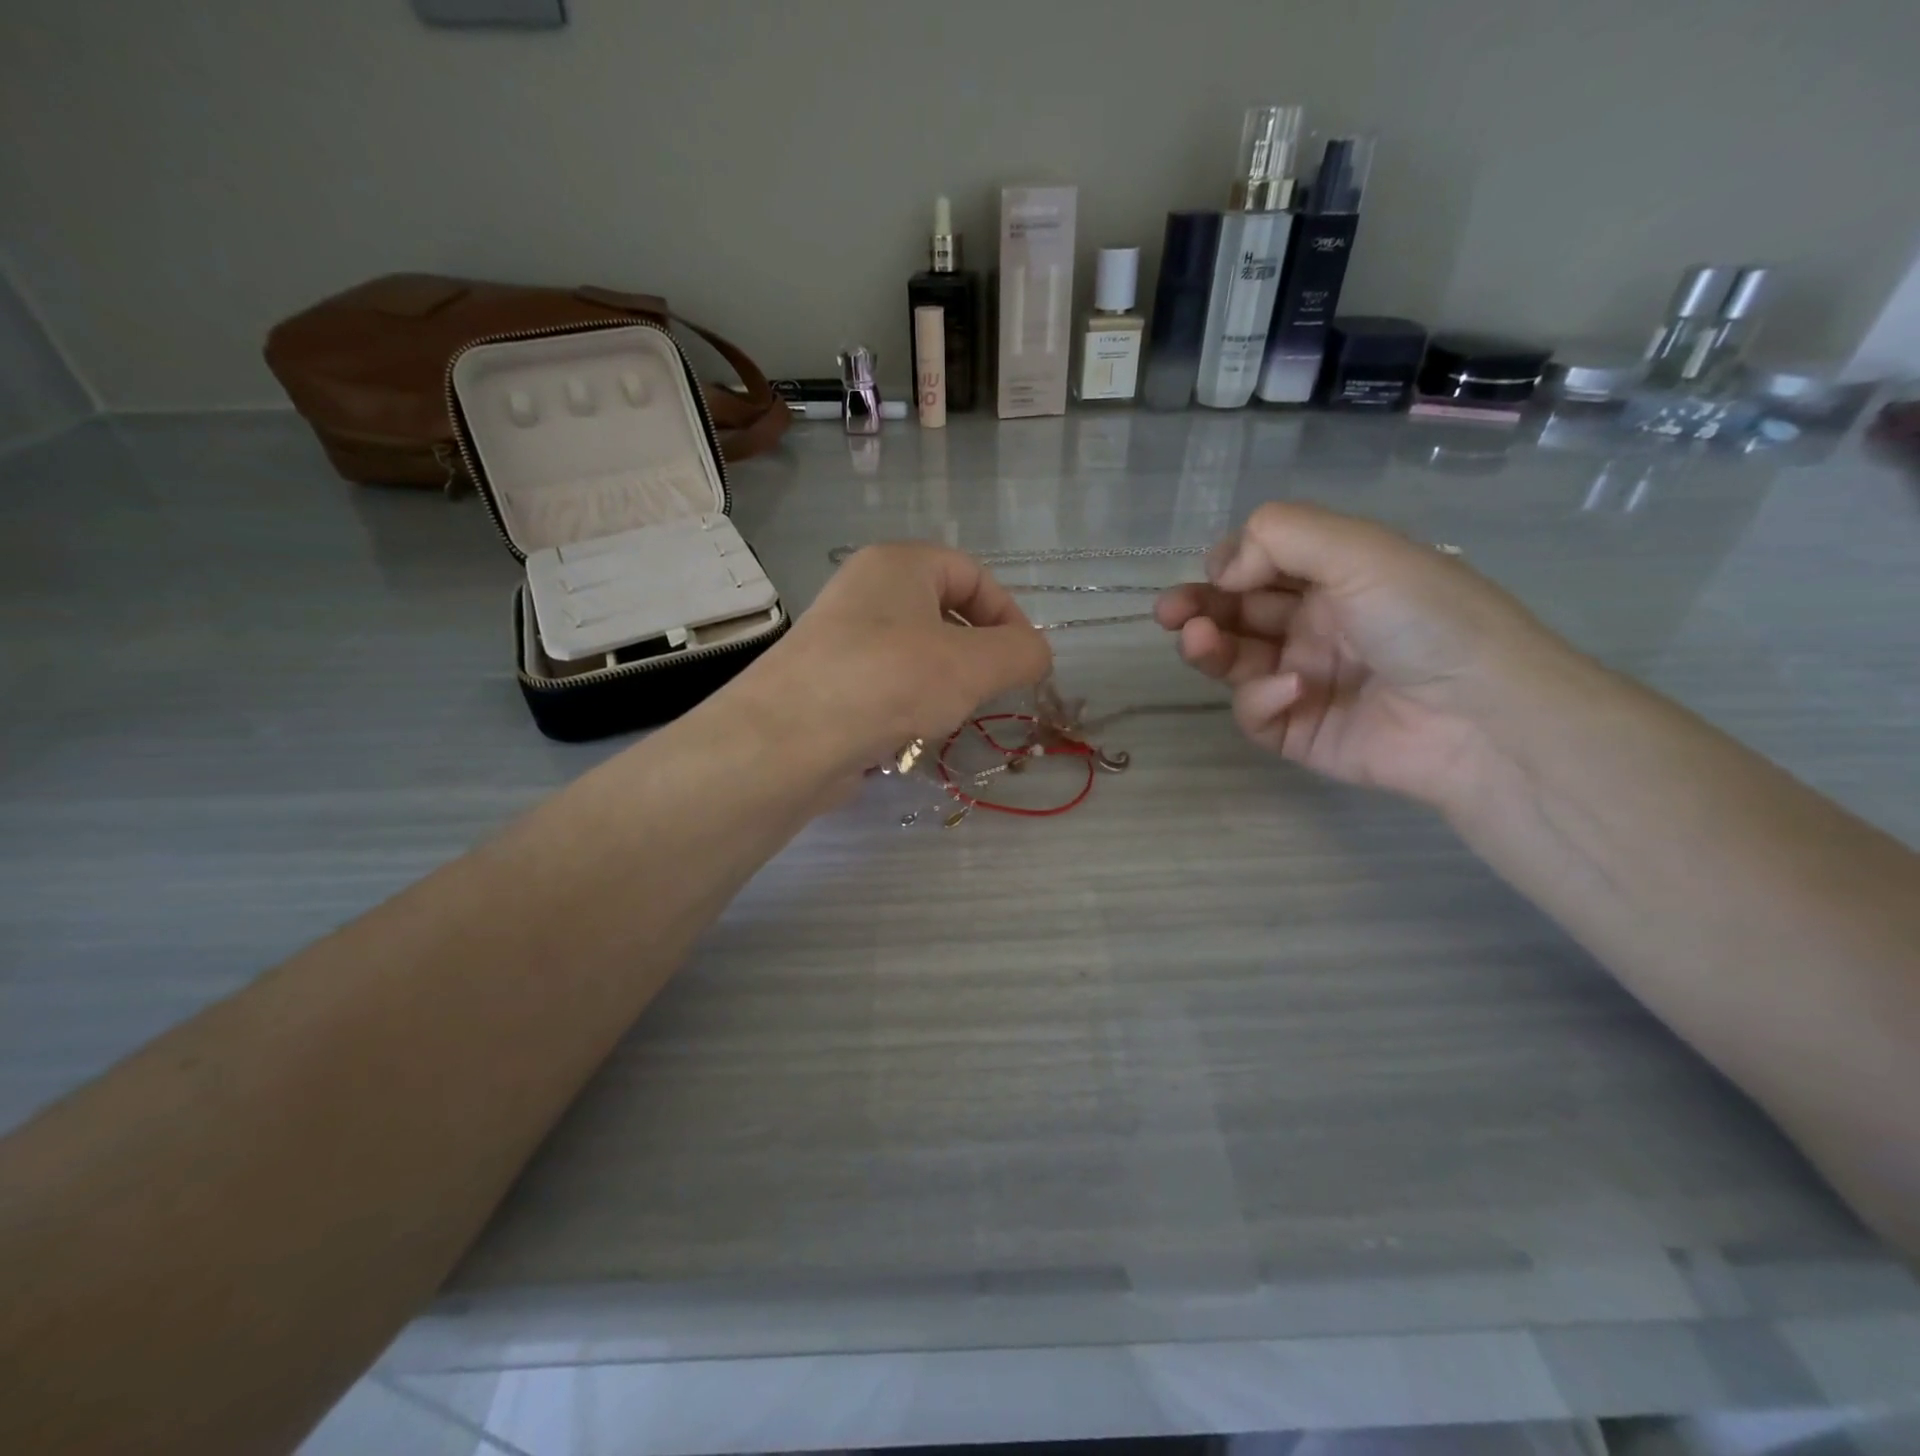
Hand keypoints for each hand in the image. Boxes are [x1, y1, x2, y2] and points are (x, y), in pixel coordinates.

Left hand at [744, 543, 1053, 771]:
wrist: (788, 740)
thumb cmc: (889, 682)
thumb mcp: (974, 664)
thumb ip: (1021, 653)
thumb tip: (1037, 655)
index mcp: (899, 563)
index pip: (973, 574)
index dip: (1009, 614)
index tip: (1024, 663)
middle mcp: (865, 590)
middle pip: (944, 614)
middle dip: (976, 656)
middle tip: (986, 692)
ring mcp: (841, 637)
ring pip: (916, 654)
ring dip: (943, 687)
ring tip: (944, 717)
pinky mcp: (827, 682)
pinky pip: (885, 686)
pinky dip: (907, 707)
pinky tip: (907, 736)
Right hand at [1156, 503, 1576, 807]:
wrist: (1480, 718)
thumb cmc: (1426, 620)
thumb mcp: (1361, 551)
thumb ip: (1281, 537)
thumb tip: (1223, 570)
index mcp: (1336, 577)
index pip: (1261, 565)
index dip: (1229, 565)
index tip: (1217, 570)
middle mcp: (1315, 625)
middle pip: (1237, 613)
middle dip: (1199, 607)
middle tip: (1167, 612)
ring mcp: (1303, 679)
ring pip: (1234, 661)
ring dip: (1209, 648)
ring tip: (1195, 641)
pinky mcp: (1297, 731)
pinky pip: (1256, 711)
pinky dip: (1261, 698)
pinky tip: (1290, 690)